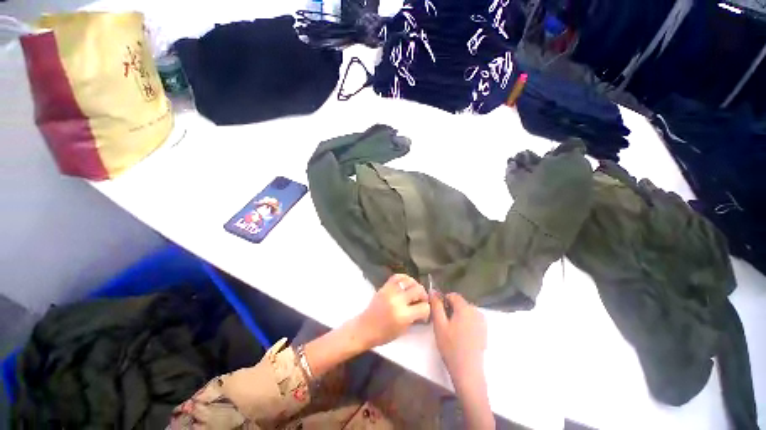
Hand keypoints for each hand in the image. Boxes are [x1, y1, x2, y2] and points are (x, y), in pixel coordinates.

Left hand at [353, 274, 430, 349]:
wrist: (365, 328)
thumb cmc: (384, 334)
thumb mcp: (403, 330)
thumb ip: (414, 318)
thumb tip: (423, 308)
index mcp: (403, 316)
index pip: (424, 307)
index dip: (427, 310)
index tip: (425, 311)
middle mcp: (398, 301)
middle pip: (418, 290)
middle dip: (423, 295)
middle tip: (422, 299)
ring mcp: (390, 292)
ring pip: (409, 281)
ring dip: (415, 285)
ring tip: (415, 290)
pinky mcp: (384, 287)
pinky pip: (397, 276)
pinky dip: (404, 278)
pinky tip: (407, 283)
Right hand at [431, 292, 493, 429]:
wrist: (468, 372)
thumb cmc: (451, 347)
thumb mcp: (439, 325)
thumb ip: (436, 305)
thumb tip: (432, 291)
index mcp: (465, 308)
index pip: (453, 296)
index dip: (443, 301)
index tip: (438, 313)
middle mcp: (476, 312)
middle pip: (460, 304)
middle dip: (450, 310)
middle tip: (443, 324)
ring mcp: (482, 322)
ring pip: (466, 312)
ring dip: (457, 317)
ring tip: (451, 332)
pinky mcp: (484, 332)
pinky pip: (472, 320)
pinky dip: (465, 324)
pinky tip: (460, 337)